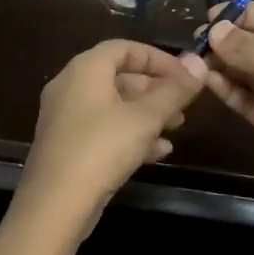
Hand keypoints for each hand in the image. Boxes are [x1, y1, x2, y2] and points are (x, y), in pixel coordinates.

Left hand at [16, 40, 206, 239]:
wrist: (54, 206)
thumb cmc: (102, 148)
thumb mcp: (145, 118)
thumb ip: (173, 92)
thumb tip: (199, 64)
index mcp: (85, 69)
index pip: (125, 48)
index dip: (158, 58)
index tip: (186, 75)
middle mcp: (70, 86)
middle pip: (119, 76)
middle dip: (155, 89)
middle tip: (184, 104)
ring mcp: (65, 117)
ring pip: (113, 105)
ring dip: (146, 113)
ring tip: (176, 128)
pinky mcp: (66, 146)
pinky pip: (103, 129)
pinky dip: (130, 134)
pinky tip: (158, 153)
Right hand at [200, 3, 253, 211]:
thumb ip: (251, 50)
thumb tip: (214, 31)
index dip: (241, 15)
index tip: (209, 20)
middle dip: (228, 42)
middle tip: (196, 44)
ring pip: (249, 72)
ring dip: (224, 66)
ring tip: (196, 63)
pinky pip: (248, 99)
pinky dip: (230, 90)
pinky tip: (209, 83)